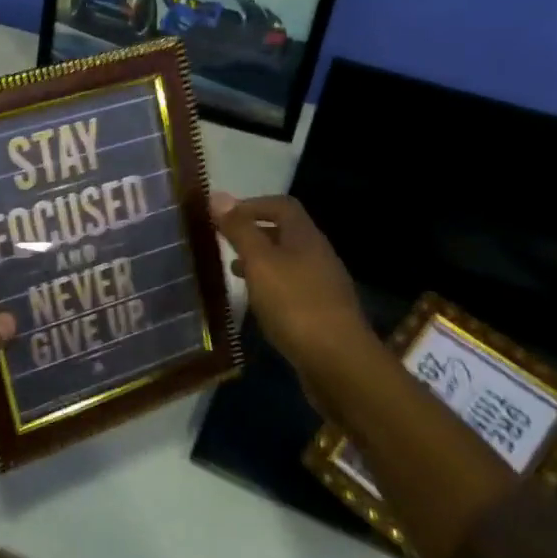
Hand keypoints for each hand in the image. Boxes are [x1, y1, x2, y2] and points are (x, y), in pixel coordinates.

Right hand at [211, 193, 385, 392]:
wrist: (339, 362)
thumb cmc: (295, 305)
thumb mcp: (260, 263)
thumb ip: (239, 230)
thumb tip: (217, 195)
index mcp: (305, 237)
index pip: (281, 206)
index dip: (252, 205)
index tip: (223, 217)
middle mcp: (318, 255)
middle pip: (285, 233)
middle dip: (253, 233)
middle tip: (223, 243)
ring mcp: (322, 285)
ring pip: (287, 262)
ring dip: (260, 261)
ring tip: (232, 272)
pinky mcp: (321, 312)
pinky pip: (291, 288)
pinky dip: (269, 287)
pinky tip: (256, 303)